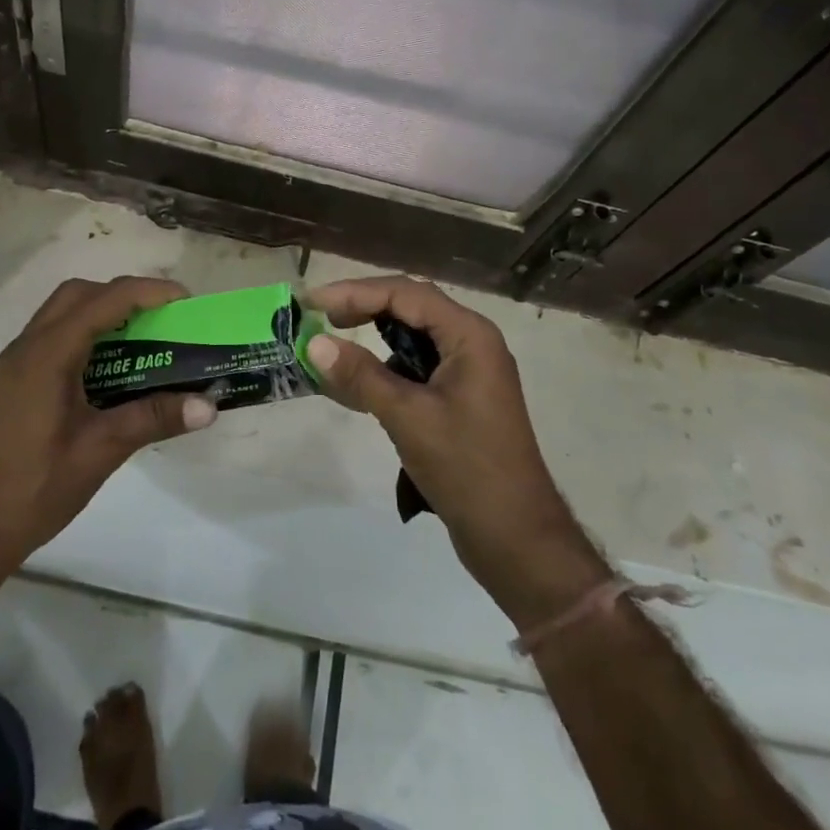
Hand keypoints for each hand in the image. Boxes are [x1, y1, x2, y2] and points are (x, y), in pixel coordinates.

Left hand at [0, 276, 216, 566]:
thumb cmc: (36, 487)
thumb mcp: (102, 450)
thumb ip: (154, 418)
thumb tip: (210, 406)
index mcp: (48, 355)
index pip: (104, 301)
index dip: (148, 292)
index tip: (186, 300)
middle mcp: (28, 347)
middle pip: (79, 294)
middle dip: (124, 295)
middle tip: (161, 318)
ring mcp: (16, 363)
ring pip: (62, 312)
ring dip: (103, 312)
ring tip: (142, 339)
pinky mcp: (14, 381)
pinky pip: (53, 336)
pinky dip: (85, 334)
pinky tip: (108, 369)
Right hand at [305, 276, 607, 624]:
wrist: (516, 537)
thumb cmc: (467, 468)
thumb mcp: (408, 417)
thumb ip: (361, 375)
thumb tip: (314, 343)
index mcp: (469, 335)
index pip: (406, 294)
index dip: (355, 292)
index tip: (313, 302)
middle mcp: (472, 342)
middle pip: (410, 307)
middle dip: (363, 308)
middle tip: (319, 317)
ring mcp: (469, 370)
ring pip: (413, 337)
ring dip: (373, 337)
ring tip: (332, 344)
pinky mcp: (461, 397)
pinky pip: (418, 366)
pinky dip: (386, 367)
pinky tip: (357, 383)